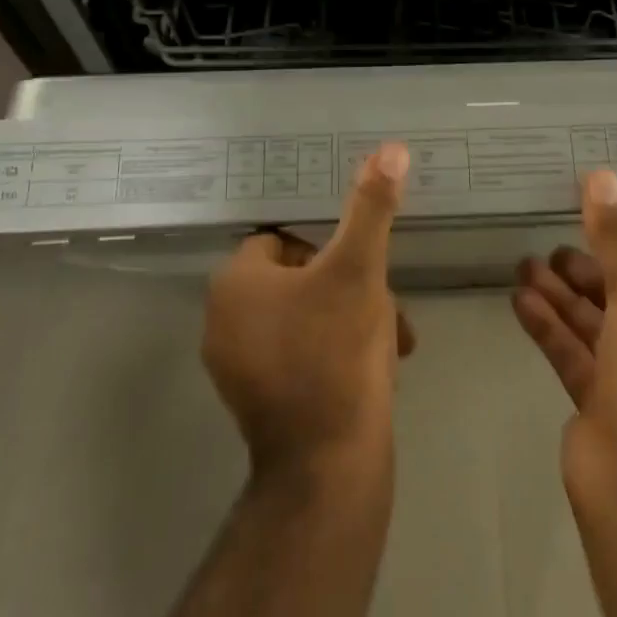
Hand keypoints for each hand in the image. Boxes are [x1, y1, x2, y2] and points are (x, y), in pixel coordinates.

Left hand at [203, 143, 416, 485]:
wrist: (330, 468)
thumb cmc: (338, 353)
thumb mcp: (360, 268)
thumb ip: (371, 207)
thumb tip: (390, 148)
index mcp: (234, 283)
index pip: (287, 240)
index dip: (331, 249)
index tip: (365, 271)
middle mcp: (223, 320)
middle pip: (301, 278)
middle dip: (350, 287)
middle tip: (387, 308)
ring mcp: (237, 365)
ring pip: (306, 315)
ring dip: (351, 318)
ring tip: (393, 339)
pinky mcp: (256, 400)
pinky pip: (300, 352)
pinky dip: (336, 351)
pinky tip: (376, 367)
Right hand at [512, 169, 616, 504]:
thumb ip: (616, 239)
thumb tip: (602, 175)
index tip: (589, 228)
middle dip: (586, 274)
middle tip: (548, 252)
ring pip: (595, 328)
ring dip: (561, 297)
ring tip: (523, 267)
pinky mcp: (600, 410)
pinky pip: (573, 356)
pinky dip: (550, 328)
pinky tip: (521, 301)